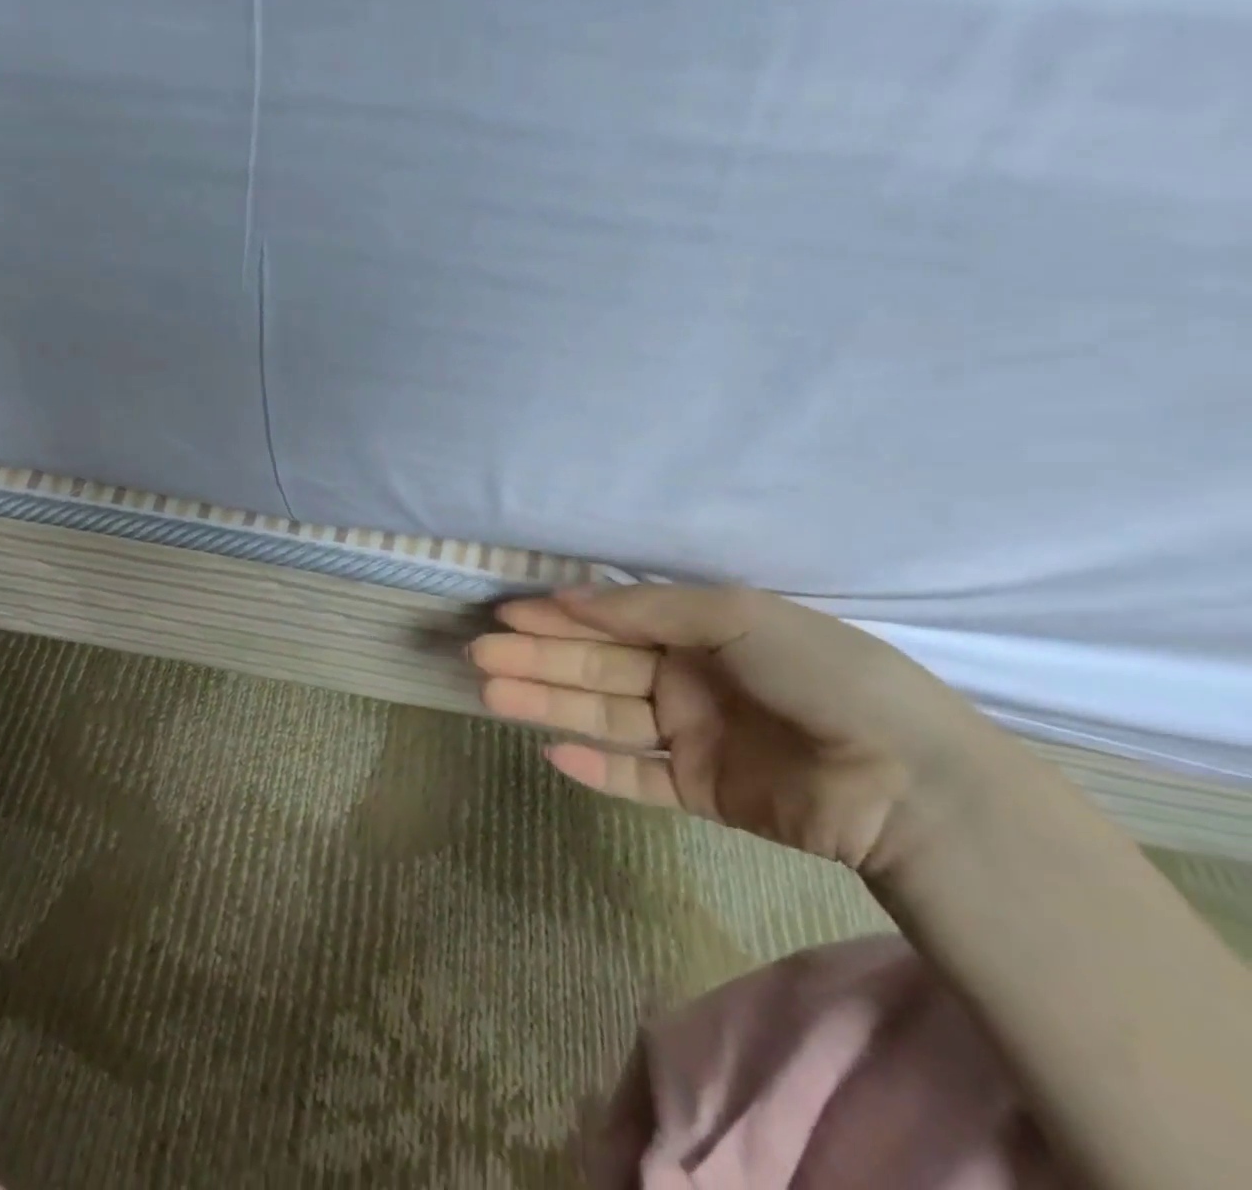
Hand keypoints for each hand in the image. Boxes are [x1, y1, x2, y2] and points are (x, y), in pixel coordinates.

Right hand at [469, 586, 999, 873]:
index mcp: (698, 633)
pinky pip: (637, 778)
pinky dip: (594, 769)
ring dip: (548, 705)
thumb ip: (650, 607)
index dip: (556, 617)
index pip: (611, 622)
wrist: (912, 782)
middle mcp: (686, 680)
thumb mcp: (737, 616)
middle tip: (480, 656)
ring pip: (603, 717)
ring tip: (493, 695)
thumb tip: (570, 597)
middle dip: (536, 659)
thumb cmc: (822, 676)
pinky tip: (552, 755)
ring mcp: (691, 738)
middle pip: (595, 668)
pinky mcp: (701, 793)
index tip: (505, 613)